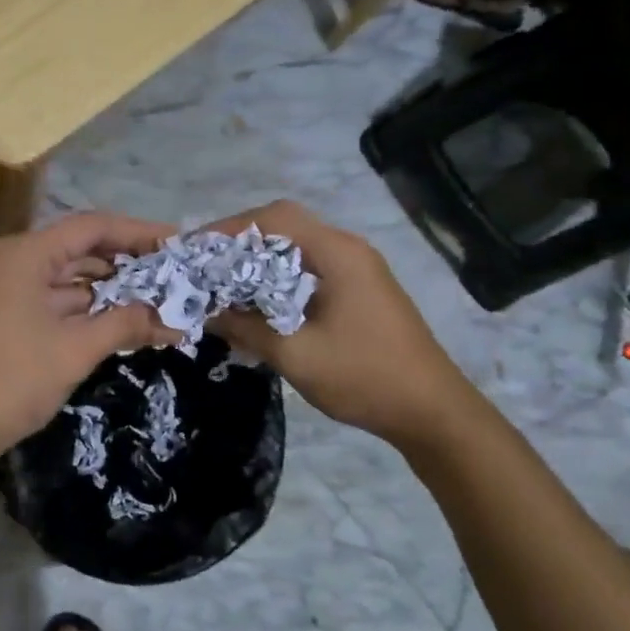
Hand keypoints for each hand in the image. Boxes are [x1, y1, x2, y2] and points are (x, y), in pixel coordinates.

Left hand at [0, 211, 182, 475]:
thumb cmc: (14, 381)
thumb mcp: (76, 350)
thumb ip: (126, 324)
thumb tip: (175, 322)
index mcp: (22, 254)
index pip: (90, 228)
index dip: (137, 233)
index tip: (174, 242)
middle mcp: (7, 256)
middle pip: (76, 246)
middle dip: (124, 262)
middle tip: (169, 271)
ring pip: (62, 272)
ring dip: (104, 285)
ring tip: (153, 294)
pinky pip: (46, 292)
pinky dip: (79, 302)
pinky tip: (116, 313)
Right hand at [204, 201, 475, 447]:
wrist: (433, 412)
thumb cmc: (366, 377)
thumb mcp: (297, 355)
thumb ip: (247, 328)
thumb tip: (206, 312)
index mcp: (338, 253)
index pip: (275, 218)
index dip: (231, 228)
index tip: (196, 250)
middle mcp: (348, 250)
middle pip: (285, 226)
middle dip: (241, 241)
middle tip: (205, 264)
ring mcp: (357, 269)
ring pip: (296, 248)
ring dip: (259, 260)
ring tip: (222, 281)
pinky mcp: (358, 290)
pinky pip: (309, 269)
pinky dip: (277, 277)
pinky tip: (257, 302)